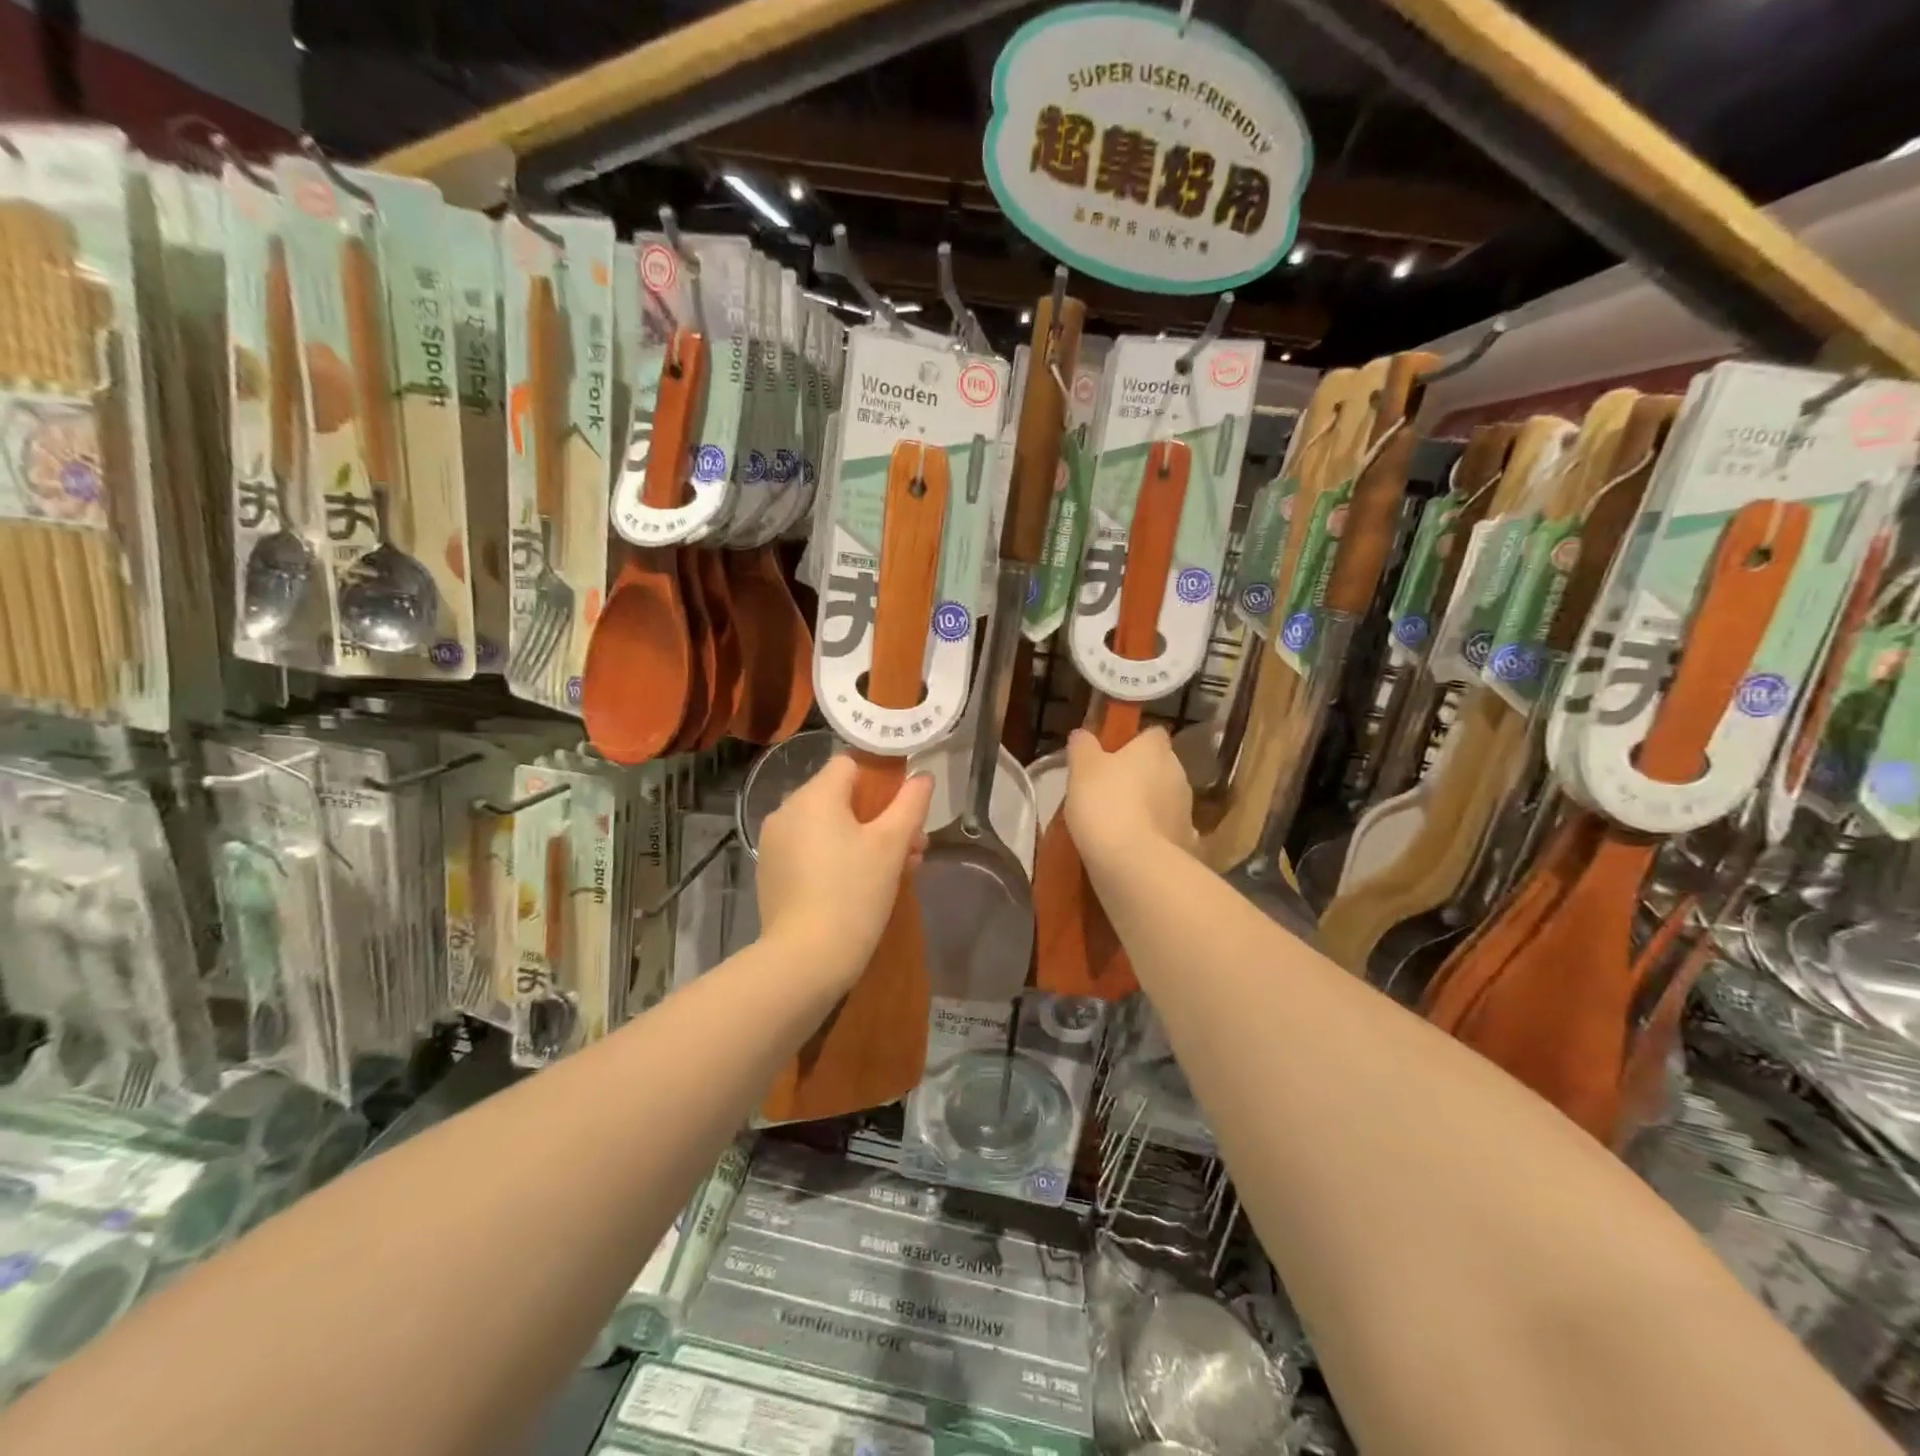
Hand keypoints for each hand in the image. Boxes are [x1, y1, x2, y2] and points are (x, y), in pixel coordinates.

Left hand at [756, 756, 931, 986]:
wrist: (805, 959)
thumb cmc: (853, 893)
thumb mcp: (891, 845)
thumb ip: (910, 804)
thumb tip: (923, 777)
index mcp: (814, 796)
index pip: (850, 764)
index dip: (883, 778)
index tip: (905, 806)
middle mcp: (787, 811)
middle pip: (841, 797)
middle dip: (880, 817)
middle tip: (913, 846)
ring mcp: (775, 844)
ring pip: (827, 826)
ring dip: (863, 839)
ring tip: (898, 869)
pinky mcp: (771, 872)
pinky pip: (811, 850)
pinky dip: (837, 857)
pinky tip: (862, 885)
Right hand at [1064, 727, 1195, 871]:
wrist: (1133, 863)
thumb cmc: (1104, 803)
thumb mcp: (1081, 769)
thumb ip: (1082, 747)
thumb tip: (1083, 735)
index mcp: (1155, 750)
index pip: (1152, 734)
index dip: (1133, 742)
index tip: (1112, 755)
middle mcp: (1179, 774)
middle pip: (1160, 767)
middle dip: (1141, 776)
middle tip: (1109, 791)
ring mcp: (1187, 811)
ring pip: (1165, 801)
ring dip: (1148, 808)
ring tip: (1117, 824)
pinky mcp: (1187, 844)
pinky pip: (1167, 833)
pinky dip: (1154, 837)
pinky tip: (1133, 849)